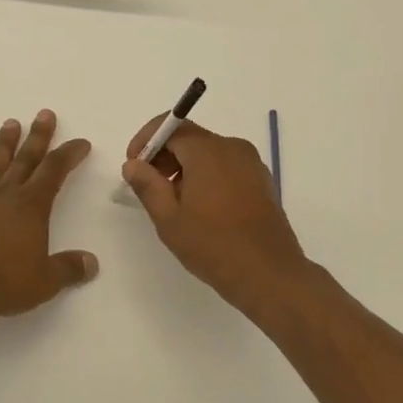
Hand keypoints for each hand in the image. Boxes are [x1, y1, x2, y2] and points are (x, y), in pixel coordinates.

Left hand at [0, 110, 96, 332]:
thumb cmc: (5, 283)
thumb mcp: (46, 281)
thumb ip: (69, 268)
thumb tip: (91, 263)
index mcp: (32, 206)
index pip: (55, 171)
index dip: (69, 154)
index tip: (81, 142)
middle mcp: (6, 195)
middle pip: (26, 159)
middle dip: (38, 136)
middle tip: (45, 114)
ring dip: (4, 144)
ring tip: (10, 123)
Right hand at [122, 115, 322, 321]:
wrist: (270, 276)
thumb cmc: (214, 246)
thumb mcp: (169, 219)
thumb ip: (147, 185)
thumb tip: (133, 164)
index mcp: (209, 151)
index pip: (171, 126)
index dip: (147, 140)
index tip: (134, 165)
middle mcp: (233, 148)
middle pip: (190, 138)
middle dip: (164, 155)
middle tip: (149, 186)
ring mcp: (251, 164)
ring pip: (208, 153)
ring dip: (185, 168)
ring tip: (173, 202)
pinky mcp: (261, 181)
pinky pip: (226, 166)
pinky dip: (206, 176)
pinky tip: (200, 208)